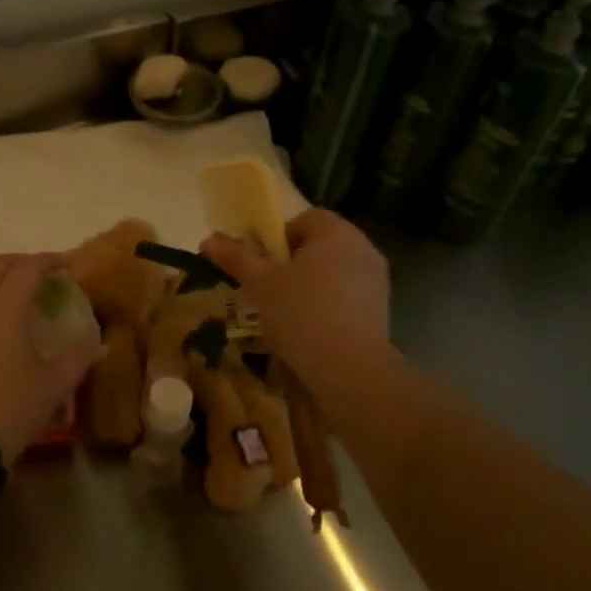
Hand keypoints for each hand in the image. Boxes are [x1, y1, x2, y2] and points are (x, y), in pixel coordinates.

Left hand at [0, 253, 102, 464]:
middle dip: (20, 264)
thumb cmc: (8, 408)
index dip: (49, 261)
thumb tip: (101, 344)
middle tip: (39, 276)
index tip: (65, 265)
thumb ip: (78, 358)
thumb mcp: (52, 385)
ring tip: (7, 293)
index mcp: (6, 303)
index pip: (30, 267)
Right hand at [203, 209, 390, 383]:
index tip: (263, 264)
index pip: (305, 219)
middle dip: (293, 263)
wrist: (350, 371)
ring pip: (334, 273)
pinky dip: (328, 306)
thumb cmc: (301, 314)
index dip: (279, 237)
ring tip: (286, 313)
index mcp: (336, 233)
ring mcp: (377, 281)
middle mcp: (363, 248)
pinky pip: (347, 297)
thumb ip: (237, 258)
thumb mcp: (260, 284)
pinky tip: (310, 331)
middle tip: (269, 288)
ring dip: (310, 286)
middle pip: (320, 246)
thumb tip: (209, 240)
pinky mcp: (381, 311)